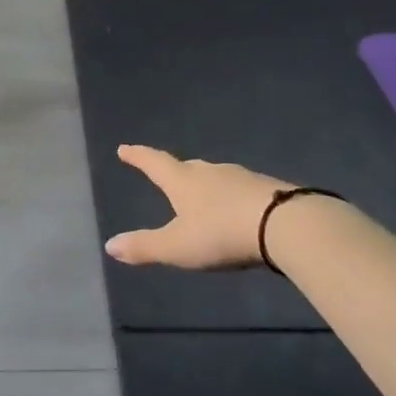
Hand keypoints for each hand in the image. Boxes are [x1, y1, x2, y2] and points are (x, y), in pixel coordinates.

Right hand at [105, 144, 290, 270]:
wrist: (286, 225)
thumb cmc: (221, 233)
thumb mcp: (177, 247)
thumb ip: (144, 247)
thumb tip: (109, 245)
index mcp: (183, 181)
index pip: (154, 163)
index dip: (138, 157)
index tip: (124, 148)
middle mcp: (210, 172)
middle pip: (187, 167)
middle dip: (174, 171)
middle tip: (166, 173)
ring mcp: (242, 177)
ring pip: (216, 176)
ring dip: (206, 183)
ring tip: (202, 194)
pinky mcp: (268, 189)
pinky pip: (241, 189)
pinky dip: (232, 196)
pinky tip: (237, 208)